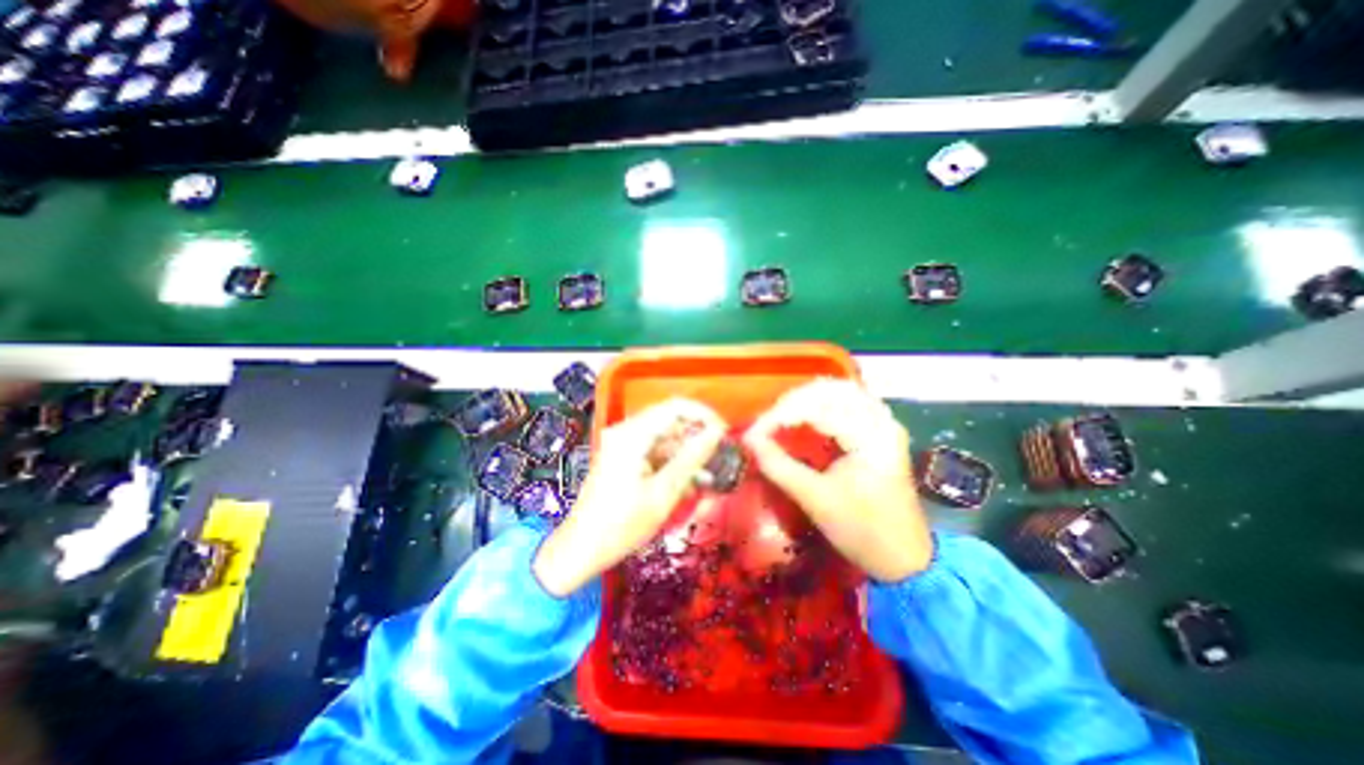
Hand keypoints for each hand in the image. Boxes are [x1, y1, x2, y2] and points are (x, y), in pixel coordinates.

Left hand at [530, 397, 730, 600]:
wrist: (581, 549)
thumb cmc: (621, 525)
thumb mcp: (663, 493)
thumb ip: (691, 459)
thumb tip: (717, 433)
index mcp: (632, 434)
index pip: (676, 406)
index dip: (704, 415)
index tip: (723, 434)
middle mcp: (626, 431)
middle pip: (671, 420)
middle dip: (697, 437)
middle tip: (718, 458)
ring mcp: (623, 443)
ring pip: (665, 436)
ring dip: (686, 453)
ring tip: (705, 477)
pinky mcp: (623, 455)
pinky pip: (654, 449)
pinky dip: (672, 462)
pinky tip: (686, 483)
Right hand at [741, 380, 933, 583]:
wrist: (905, 559)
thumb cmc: (862, 531)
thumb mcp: (815, 499)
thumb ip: (778, 465)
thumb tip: (749, 441)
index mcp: (871, 437)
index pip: (818, 409)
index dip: (780, 416)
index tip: (753, 433)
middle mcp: (881, 421)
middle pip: (831, 389)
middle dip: (793, 401)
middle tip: (768, 422)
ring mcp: (883, 424)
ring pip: (839, 392)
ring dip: (806, 400)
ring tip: (781, 418)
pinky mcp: (879, 432)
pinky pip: (846, 404)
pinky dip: (820, 406)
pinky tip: (803, 419)